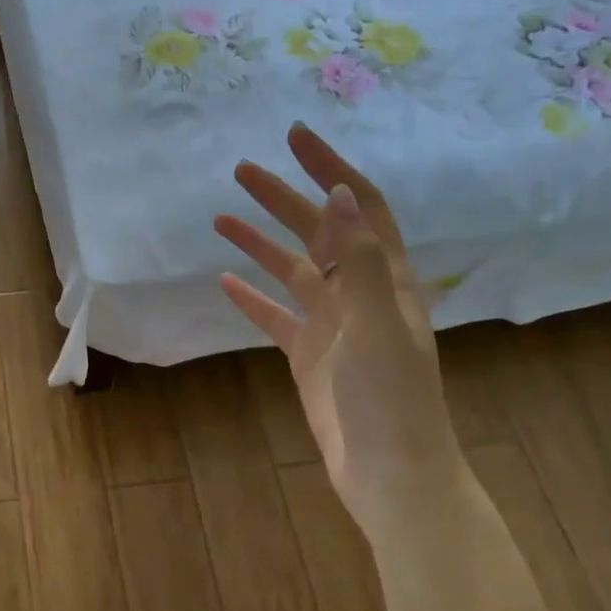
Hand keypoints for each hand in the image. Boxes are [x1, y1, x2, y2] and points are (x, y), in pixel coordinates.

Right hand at [215, 123, 467, 550]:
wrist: (389, 473)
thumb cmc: (390, 398)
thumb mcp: (377, 323)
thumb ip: (358, 259)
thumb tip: (338, 193)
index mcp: (386, 279)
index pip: (360, 207)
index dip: (331, 168)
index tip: (295, 137)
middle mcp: (360, 293)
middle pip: (318, 231)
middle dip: (283, 198)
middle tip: (241, 171)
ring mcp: (332, 324)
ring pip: (292, 270)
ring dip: (260, 242)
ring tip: (221, 217)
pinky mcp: (308, 354)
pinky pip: (275, 315)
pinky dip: (251, 296)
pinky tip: (225, 281)